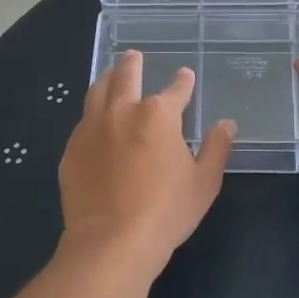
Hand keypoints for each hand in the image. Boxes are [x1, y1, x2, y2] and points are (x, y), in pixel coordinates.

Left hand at [57, 51, 234, 280]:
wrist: (112, 241)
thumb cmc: (166, 211)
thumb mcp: (204, 182)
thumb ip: (216, 148)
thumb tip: (227, 124)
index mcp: (158, 115)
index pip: (175, 89)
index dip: (183, 82)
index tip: (185, 76)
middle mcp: (122, 111)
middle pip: (126, 77)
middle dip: (132, 64)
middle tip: (133, 56)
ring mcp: (92, 129)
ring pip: (97, 92)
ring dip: (107, 79)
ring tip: (110, 74)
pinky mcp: (72, 150)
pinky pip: (82, 122)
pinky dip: (91, 114)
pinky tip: (93, 120)